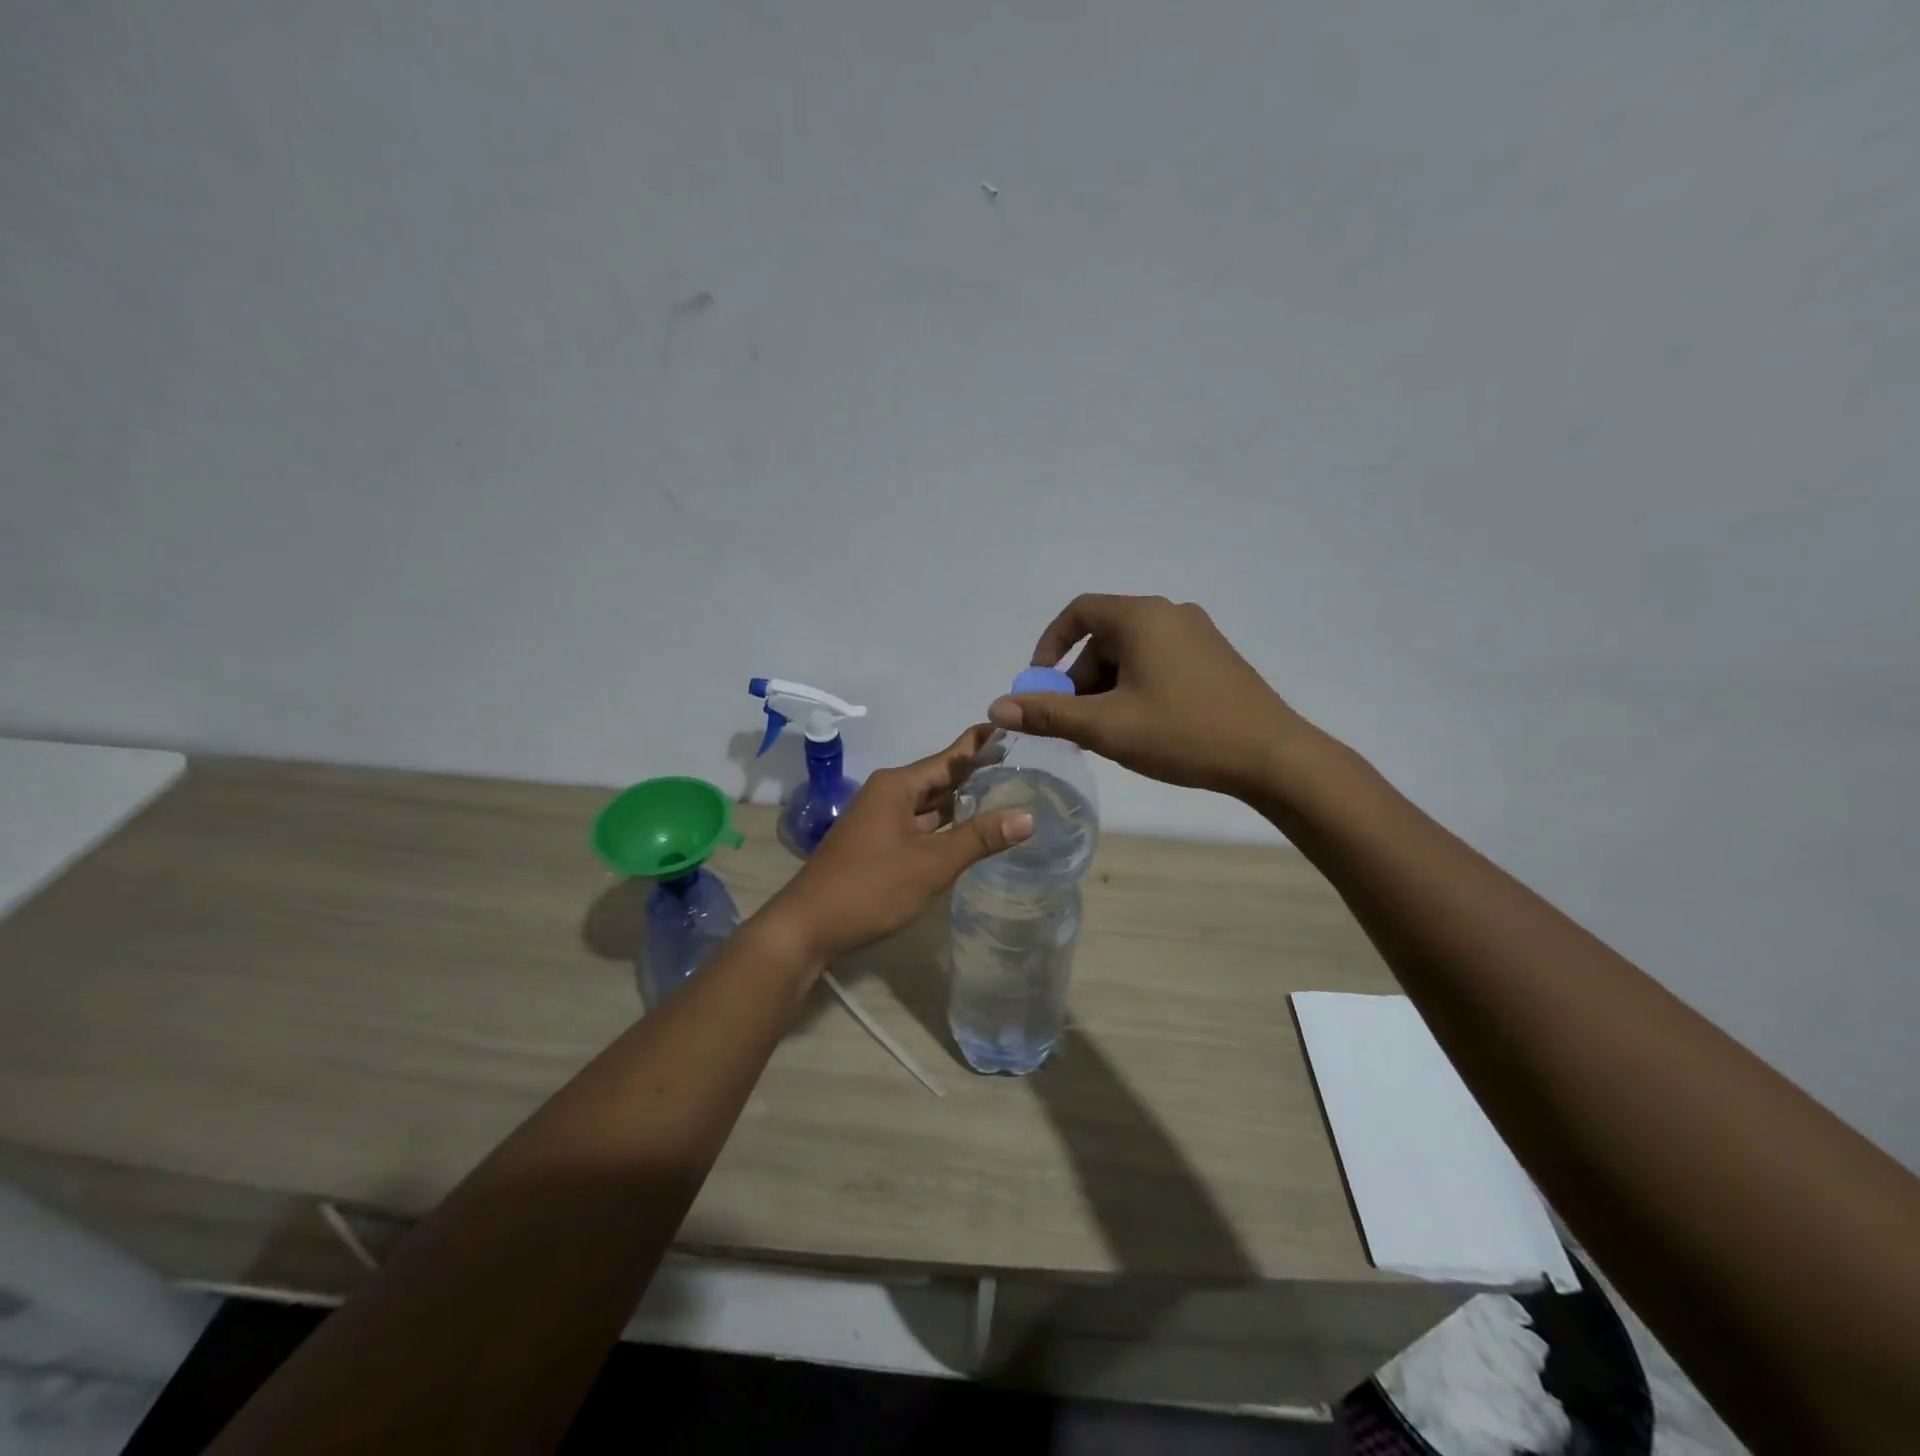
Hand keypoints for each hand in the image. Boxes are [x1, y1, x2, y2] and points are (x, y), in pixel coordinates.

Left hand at [758, 726, 1034, 963]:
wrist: (808, 927)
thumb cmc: (870, 887)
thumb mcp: (930, 863)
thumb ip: (978, 838)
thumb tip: (1028, 816)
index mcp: (897, 786)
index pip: (949, 757)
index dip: (981, 744)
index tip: (1013, 728)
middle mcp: (888, 794)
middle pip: (940, 778)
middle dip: (977, 774)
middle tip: (1023, 766)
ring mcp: (881, 820)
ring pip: (930, 804)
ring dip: (962, 802)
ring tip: (1007, 794)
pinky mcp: (879, 844)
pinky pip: (920, 825)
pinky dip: (946, 826)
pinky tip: (971, 832)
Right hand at [989, 594, 1307, 797]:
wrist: (1273, 756)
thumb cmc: (1183, 733)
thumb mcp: (1107, 727)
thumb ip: (1049, 714)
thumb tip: (997, 707)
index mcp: (1142, 617)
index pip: (1078, 612)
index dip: (1049, 647)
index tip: (1040, 686)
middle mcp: (1170, 614)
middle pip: (1104, 637)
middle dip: (1079, 679)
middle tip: (1074, 724)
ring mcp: (1198, 635)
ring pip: (1132, 654)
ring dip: (1107, 688)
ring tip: (1108, 734)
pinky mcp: (1215, 659)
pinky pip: (1158, 663)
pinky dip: (1136, 688)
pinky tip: (1142, 728)